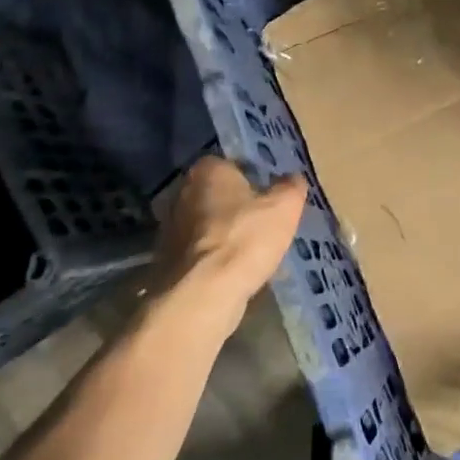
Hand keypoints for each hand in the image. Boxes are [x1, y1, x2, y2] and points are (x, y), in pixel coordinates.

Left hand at [151, 157, 307, 333]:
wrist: (204, 294)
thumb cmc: (245, 237)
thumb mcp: (284, 207)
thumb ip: (291, 187)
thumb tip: (293, 179)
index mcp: (208, 170)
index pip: (232, 165)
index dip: (252, 179)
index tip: (269, 196)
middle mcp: (182, 192)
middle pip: (217, 195)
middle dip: (235, 207)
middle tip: (262, 223)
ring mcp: (170, 228)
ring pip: (206, 225)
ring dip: (224, 235)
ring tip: (251, 252)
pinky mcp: (166, 261)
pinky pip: (199, 253)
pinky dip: (213, 260)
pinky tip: (233, 273)